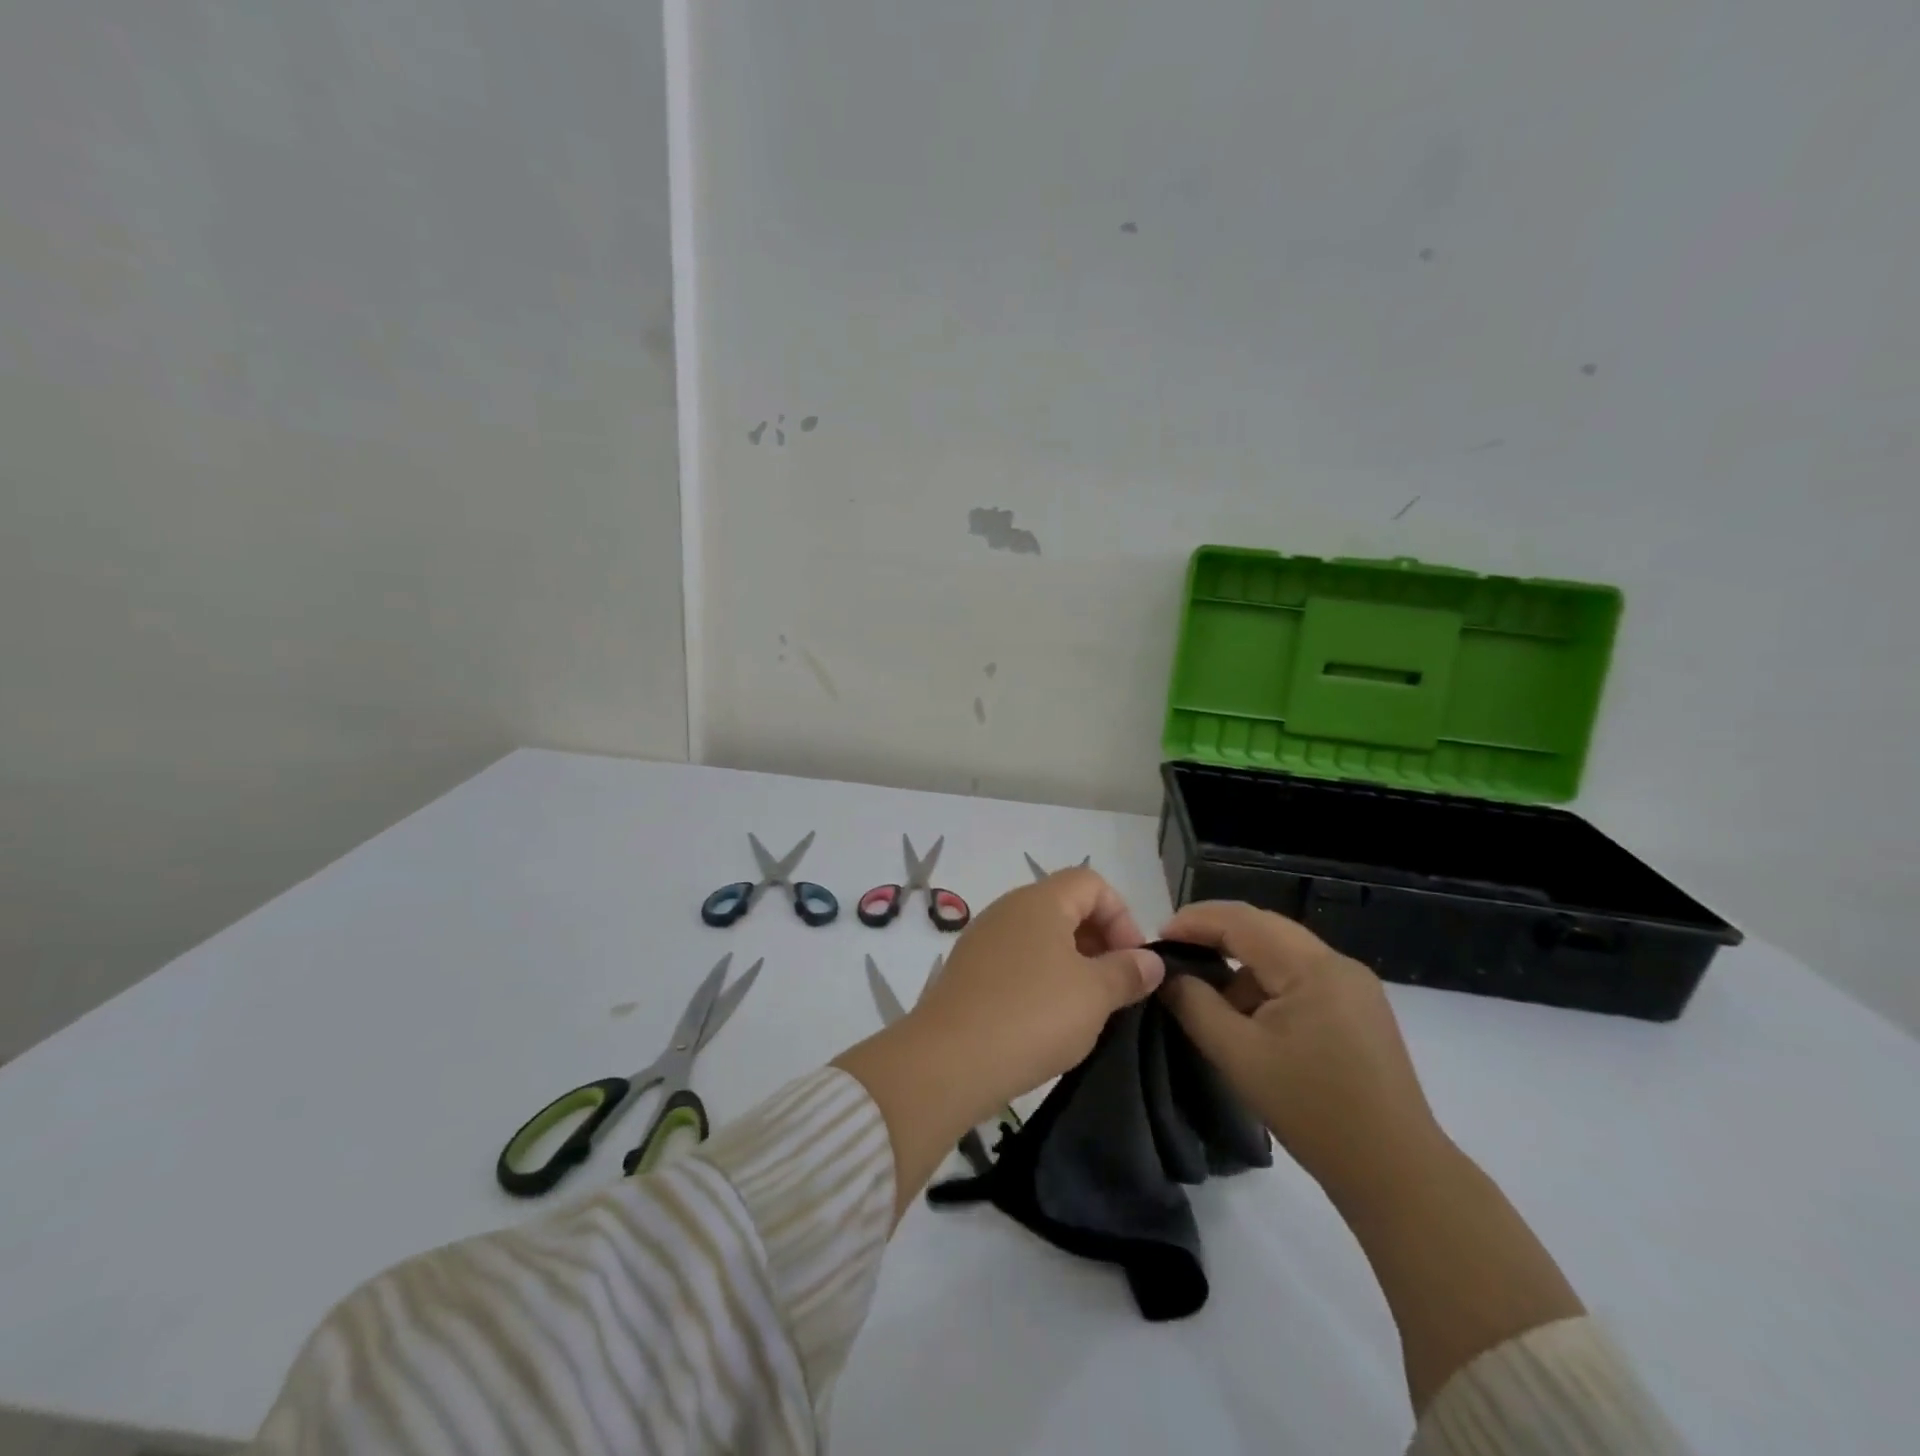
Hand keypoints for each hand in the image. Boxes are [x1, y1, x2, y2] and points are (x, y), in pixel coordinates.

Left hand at [915, 867, 1165, 1116]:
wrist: (948, 1061)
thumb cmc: (1032, 1015)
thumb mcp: (1094, 995)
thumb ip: (1127, 972)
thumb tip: (1150, 960)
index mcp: (1040, 901)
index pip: (1091, 882)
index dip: (1121, 916)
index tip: (1133, 962)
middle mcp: (1007, 909)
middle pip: (1065, 906)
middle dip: (1099, 941)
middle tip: (1116, 988)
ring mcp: (983, 940)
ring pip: (1040, 937)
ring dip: (1072, 964)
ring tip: (1087, 1009)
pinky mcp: (968, 972)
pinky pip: (1016, 962)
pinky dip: (1041, 980)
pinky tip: (1048, 1021)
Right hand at [1157, 901, 1442, 1201]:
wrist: (1396, 1174)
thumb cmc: (1313, 1110)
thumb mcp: (1239, 1056)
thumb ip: (1195, 1006)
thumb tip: (1168, 976)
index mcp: (1312, 967)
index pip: (1242, 921)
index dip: (1195, 921)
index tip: (1156, 938)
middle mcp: (1337, 964)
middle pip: (1264, 929)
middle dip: (1214, 935)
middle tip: (1173, 952)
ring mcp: (1353, 987)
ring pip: (1282, 953)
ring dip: (1240, 963)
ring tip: (1205, 991)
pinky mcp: (1358, 1010)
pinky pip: (1300, 978)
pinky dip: (1265, 985)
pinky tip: (1247, 1016)